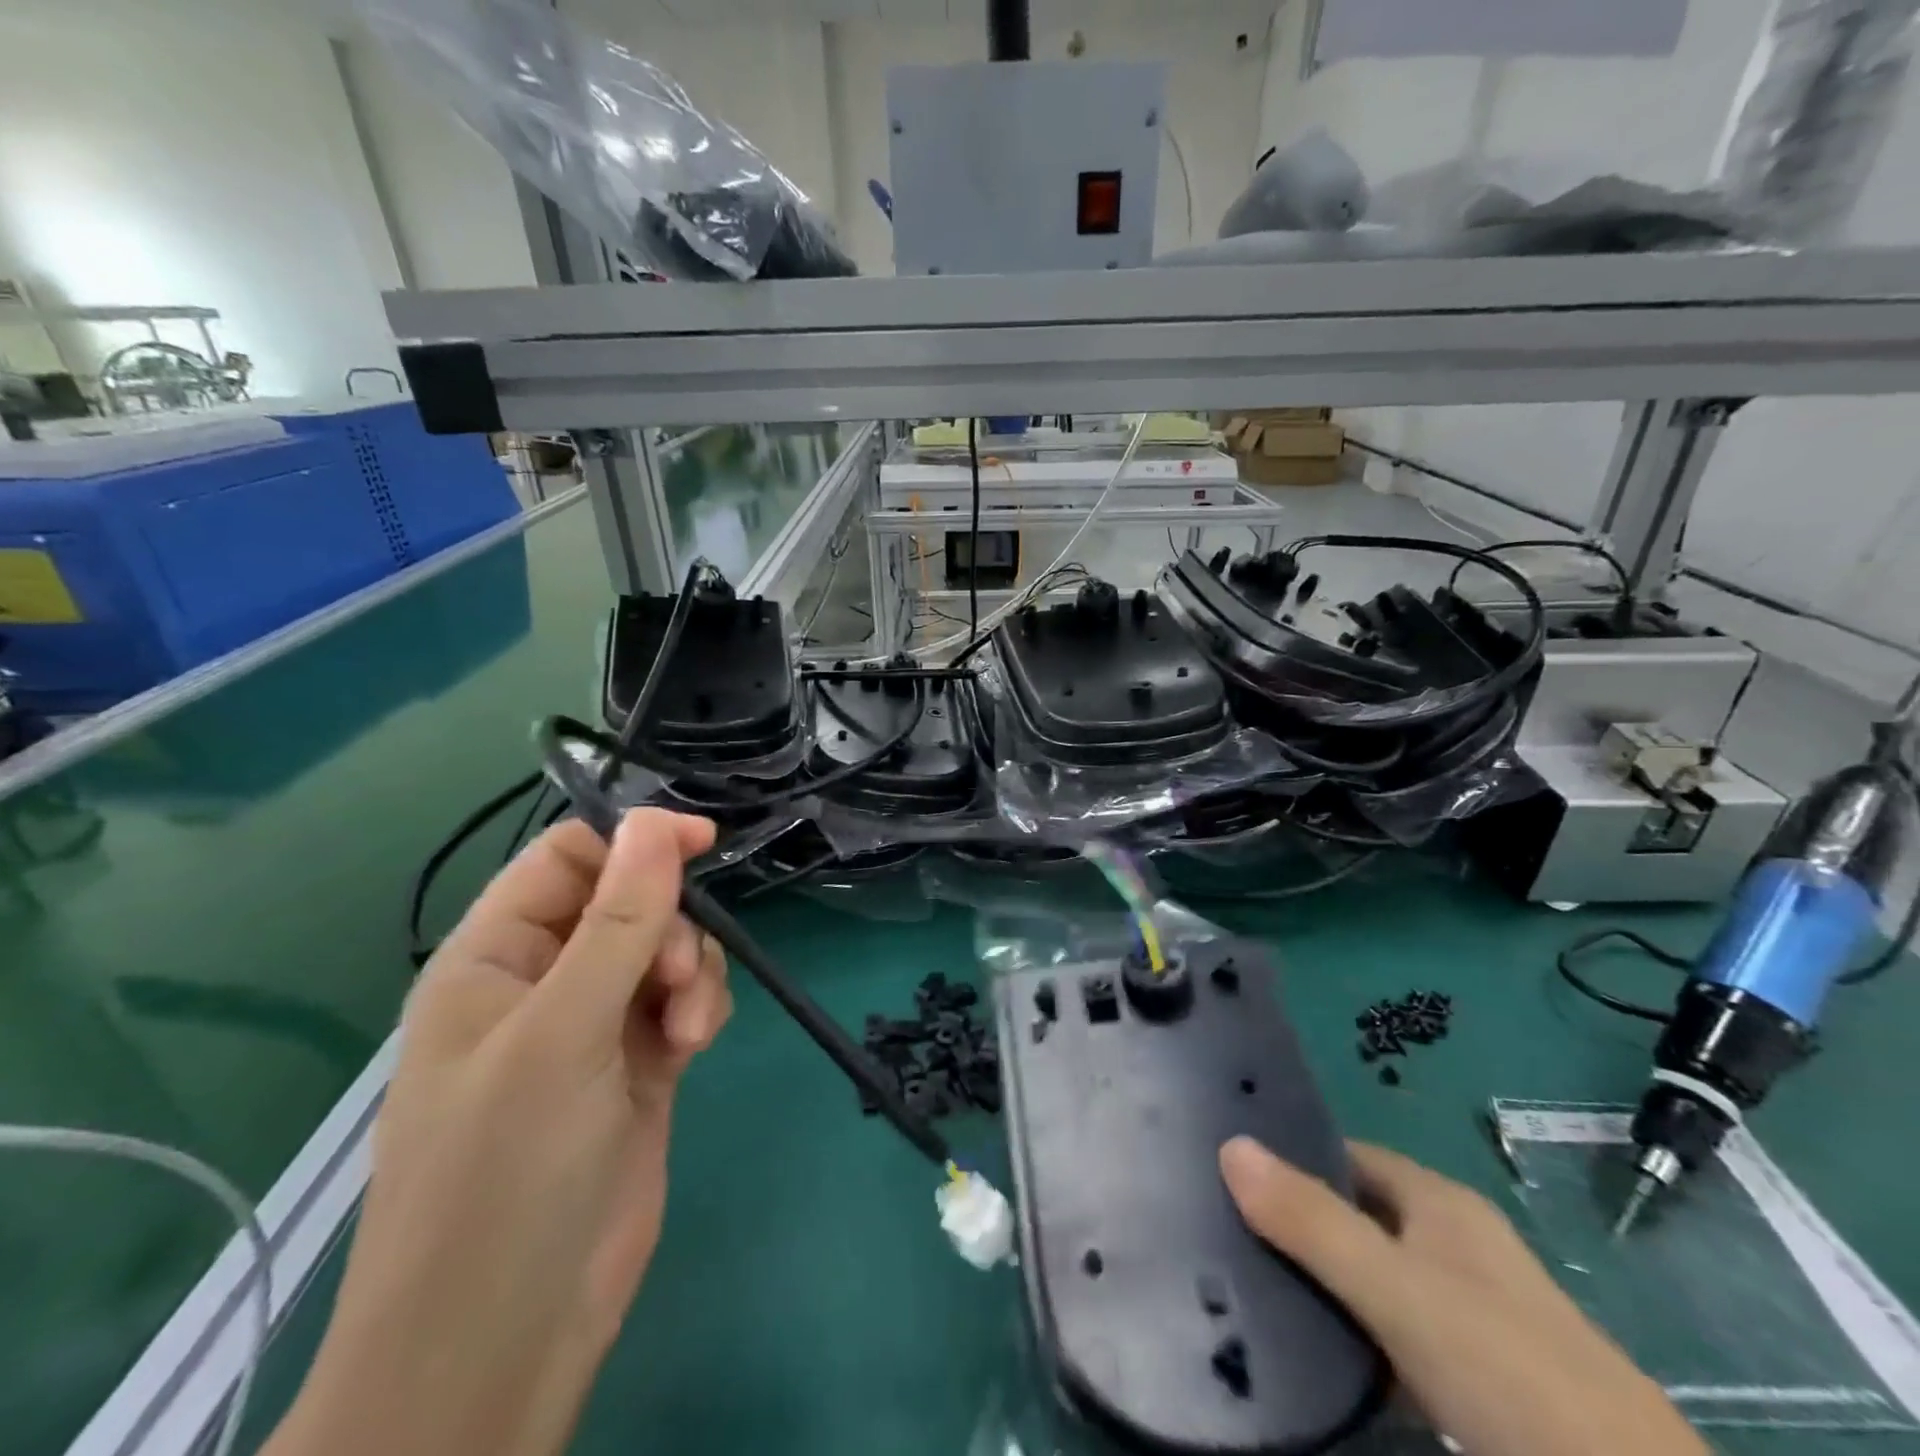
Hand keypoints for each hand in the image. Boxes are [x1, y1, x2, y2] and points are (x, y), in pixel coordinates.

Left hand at [270, 811, 730, 1455]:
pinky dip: (698, 1007)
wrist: (509, 1335)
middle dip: (667, 928)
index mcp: (495, 957)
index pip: (568, 859)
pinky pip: (682, 998)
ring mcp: (594, 1025)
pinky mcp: (638, 1062)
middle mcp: (544, 981)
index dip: (633, 841)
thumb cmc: (507, 1172)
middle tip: (671, 980)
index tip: (702, 843)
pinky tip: (695, 1045)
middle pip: (629, 902)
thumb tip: (658, 821)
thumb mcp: (563, 1032)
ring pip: (665, 950)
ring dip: (690, 972)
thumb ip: (618, 921)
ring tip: (688, 1028)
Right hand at [1220, 1137, 1706, 1455]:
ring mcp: (1469, 1311)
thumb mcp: (1396, 1289)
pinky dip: (1351, 1332)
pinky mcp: (1476, 1376)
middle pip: (1355, 1211)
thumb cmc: (1504, 1366)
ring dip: (1319, 1278)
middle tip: (1219, 1226)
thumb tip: (1228, 1144)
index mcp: (1438, 1202)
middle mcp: (1453, 1244)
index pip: (1344, 1152)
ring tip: (1242, 1282)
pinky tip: (1309, 1352)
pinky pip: (1391, 1331)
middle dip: (1294, 1218)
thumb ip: (1312, 1221)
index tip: (1223, 1167)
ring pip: (1371, 1275)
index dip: (1287, 1153)